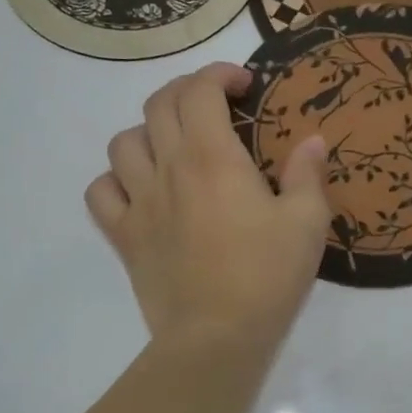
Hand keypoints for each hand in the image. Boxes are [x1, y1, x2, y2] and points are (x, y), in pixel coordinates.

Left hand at [86, 63, 331, 349]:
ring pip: (123, 143)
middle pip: (157, 105)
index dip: (219, 74)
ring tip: (173, 147)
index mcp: (211, 156)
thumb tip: (312, 141)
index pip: (199, 90)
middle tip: (213, 108)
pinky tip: (138, 189)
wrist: (215, 337)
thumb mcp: (306, 223)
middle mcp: (167, 168)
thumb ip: (307, 174)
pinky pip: (100, 192)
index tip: (244, 85)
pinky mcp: (123, 236)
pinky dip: (114, 180)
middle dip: (186, 93)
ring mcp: (138, 202)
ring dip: (148, 133)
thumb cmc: (266, 276)